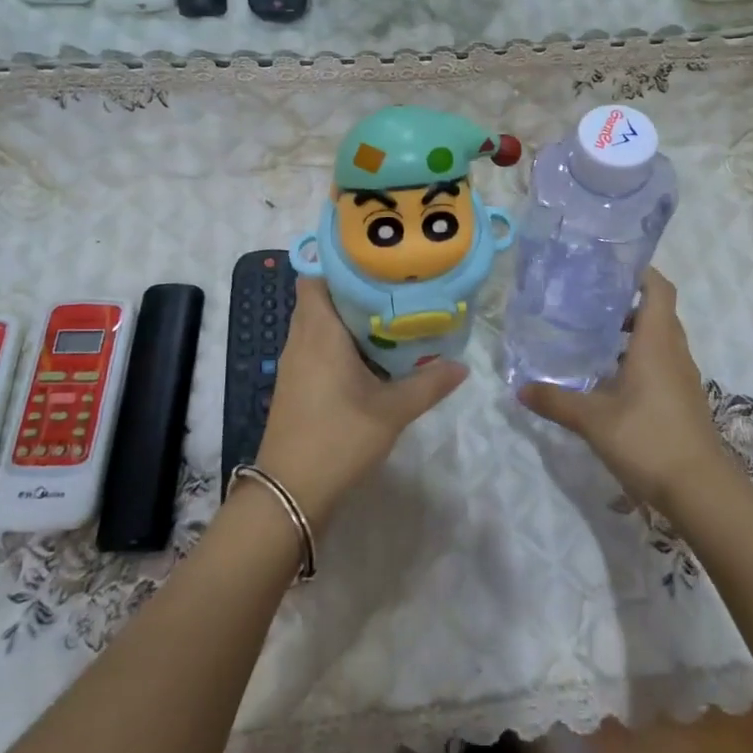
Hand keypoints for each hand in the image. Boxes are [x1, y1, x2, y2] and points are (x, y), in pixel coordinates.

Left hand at [256, 279, 466, 527]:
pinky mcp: (297, 384)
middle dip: (355, 289)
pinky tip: (373, 354)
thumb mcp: (392, 411)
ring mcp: (295, 363)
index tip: (378, 259)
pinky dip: (342, 341)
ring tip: (391, 313)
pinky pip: (318, 346)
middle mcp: (301, 340)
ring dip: (350, 317)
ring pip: (319, 323)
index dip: (342, 264)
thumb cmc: (339, 438)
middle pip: (322, 297)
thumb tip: (462, 365)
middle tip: (396, 285)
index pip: (317, 277)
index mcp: (318, 332)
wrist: (290, 492)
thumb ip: (428, 384)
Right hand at [518, 270, 728, 509]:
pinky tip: (610, 378)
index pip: (658, 289)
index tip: (609, 267)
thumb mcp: (593, 420)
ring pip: (660, 339)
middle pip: (657, 311)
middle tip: (588, 301)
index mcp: (656, 342)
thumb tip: (520, 388)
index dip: (640, 271)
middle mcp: (674, 352)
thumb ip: (556, 400)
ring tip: (593, 337)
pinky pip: (661, 363)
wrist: (700, 490)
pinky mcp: (682, 399)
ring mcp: (682, 377)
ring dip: (632, 332)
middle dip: (627, 302)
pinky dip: (639, 358)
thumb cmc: (648, 439)